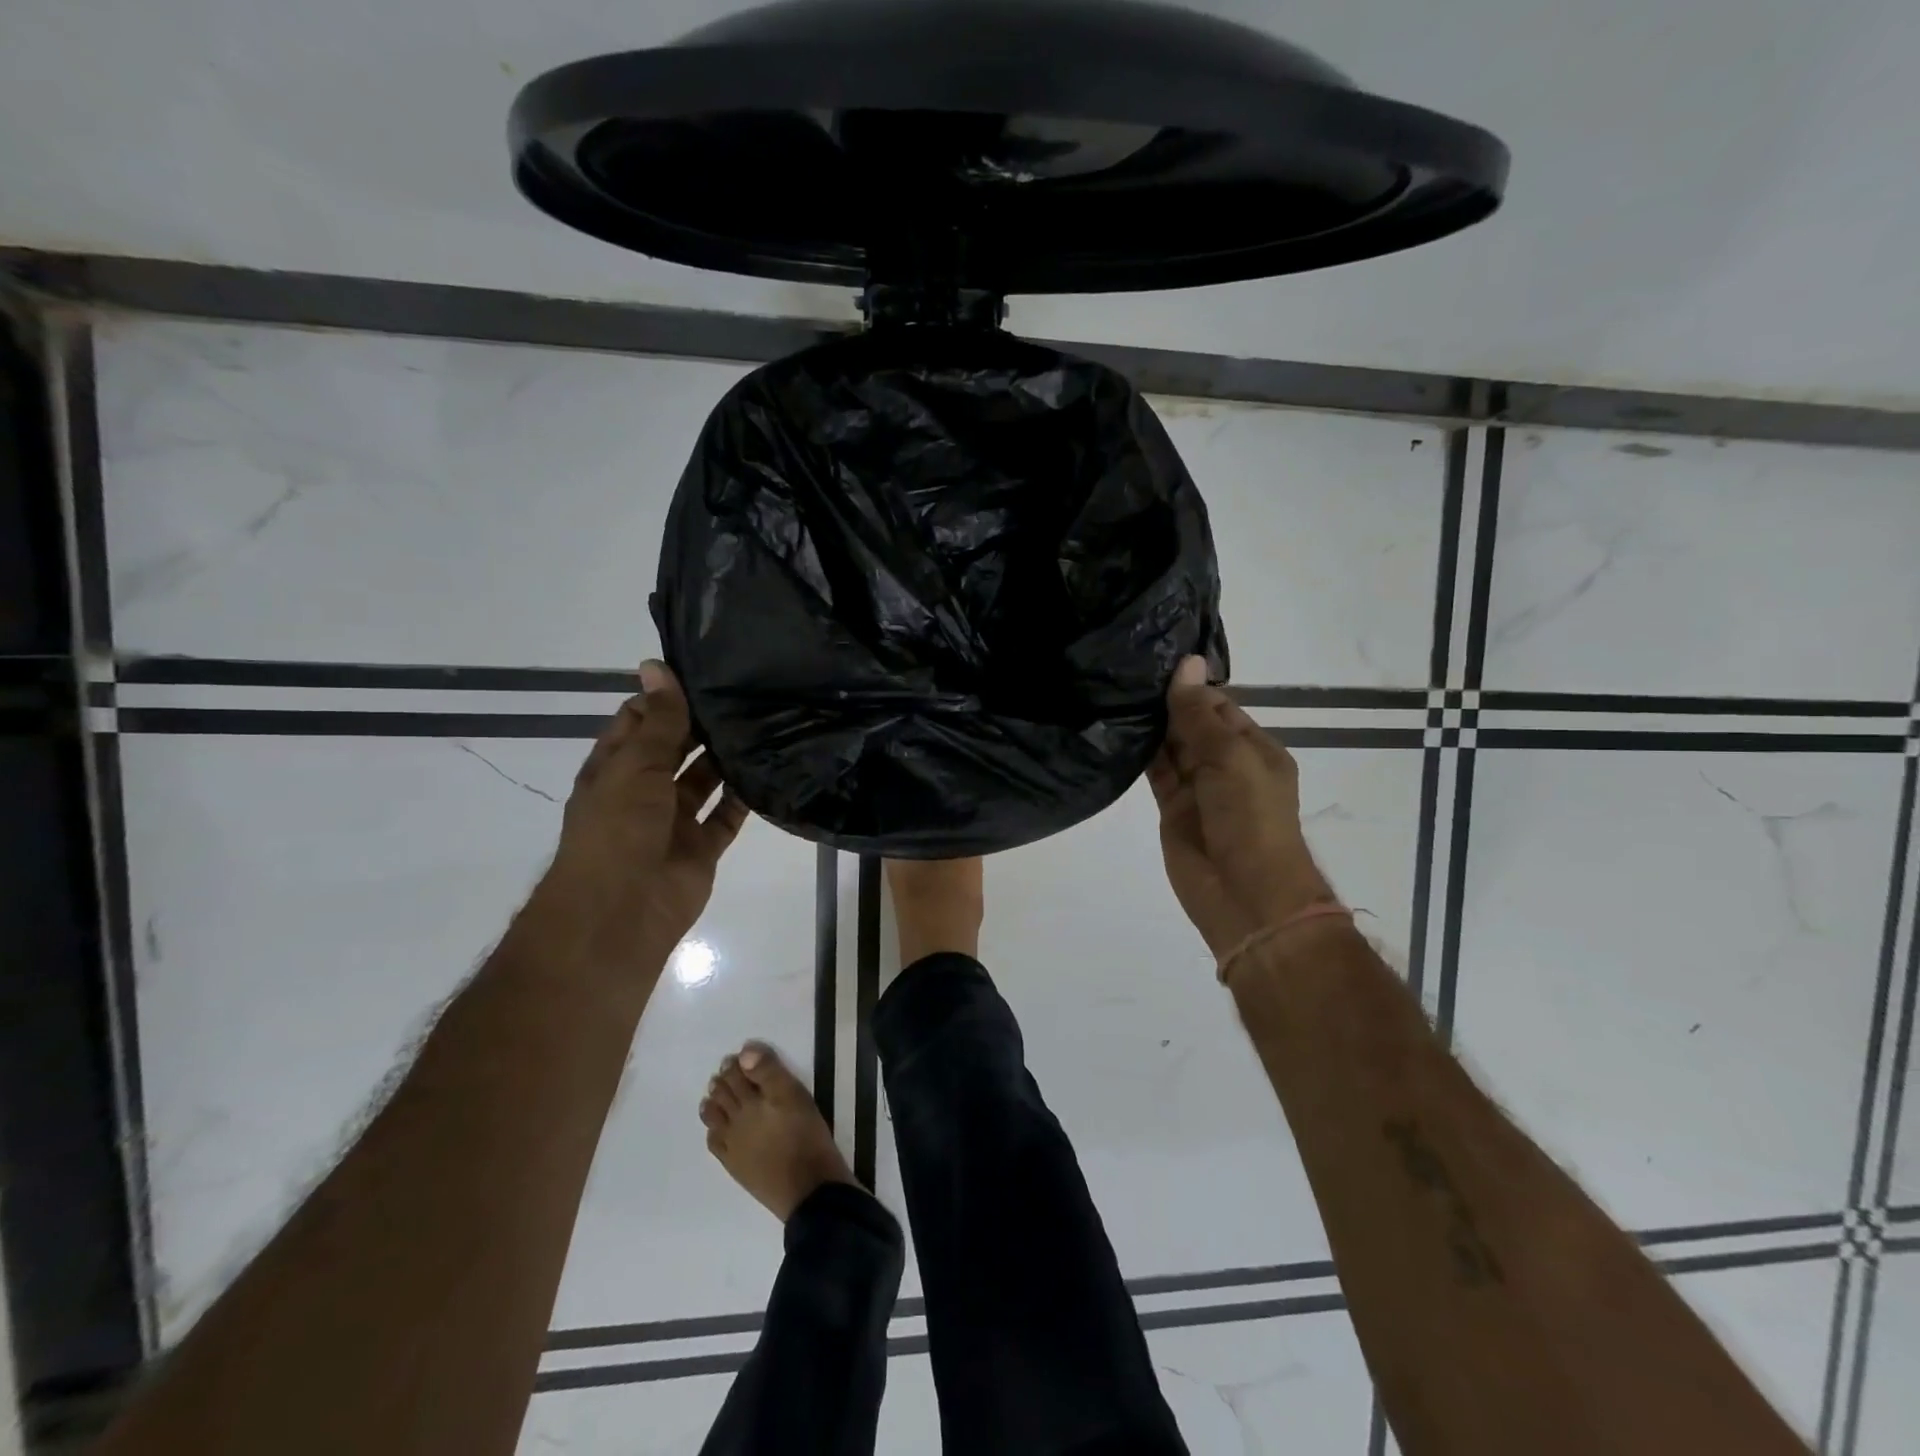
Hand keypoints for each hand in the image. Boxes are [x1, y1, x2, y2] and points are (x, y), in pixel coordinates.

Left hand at [540, 661, 747, 961]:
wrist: (622, 912)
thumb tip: (655, 665)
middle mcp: (643, 792)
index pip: (639, 722)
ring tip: (762, 724)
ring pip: (704, 781)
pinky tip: (768, 769)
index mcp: (615, 770)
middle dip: (701, 727)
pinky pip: (726, 817)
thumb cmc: (618, 829)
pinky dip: (743, 798)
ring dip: (725, 759)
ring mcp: (674, 822)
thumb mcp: (635, 765)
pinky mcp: (701, 848)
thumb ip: (658, 720)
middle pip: (675, 750)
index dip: (665, 698)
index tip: (704, 672)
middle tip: (745, 694)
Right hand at [1146, 656, 1332, 958]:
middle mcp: (1226, 764)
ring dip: (1151, 725)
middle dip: (1167, 702)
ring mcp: (1198, 787)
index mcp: (1254, 748)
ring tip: (1114, 689)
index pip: (1220, 706)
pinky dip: (1140, 752)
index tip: (1153, 658)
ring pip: (1171, 746)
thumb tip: (1187, 663)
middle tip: (1125, 668)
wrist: (1244, 893)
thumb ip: (1199, 714)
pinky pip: (1155, 772)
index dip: (1191, 685)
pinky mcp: (1172, 808)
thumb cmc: (1250, 817)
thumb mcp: (1230, 756)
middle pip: (1194, 724)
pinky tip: (1116, 726)